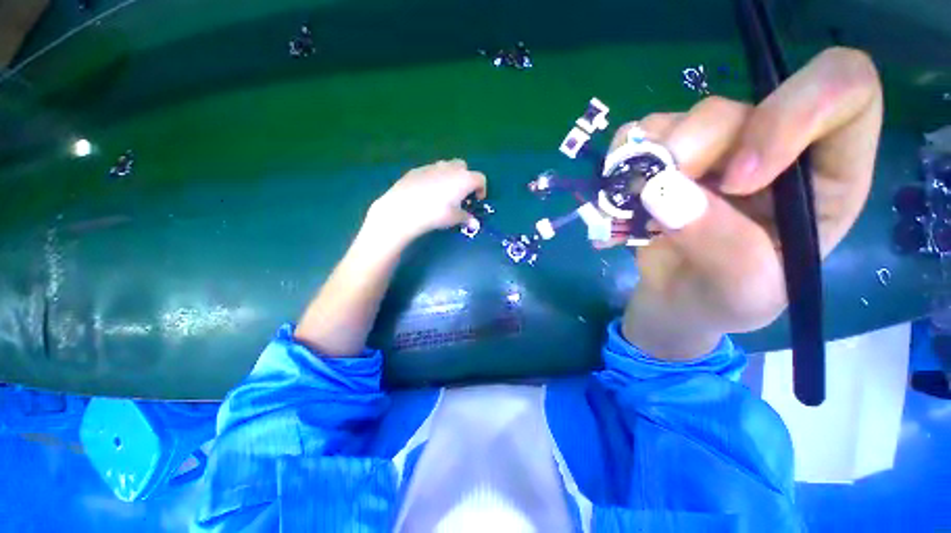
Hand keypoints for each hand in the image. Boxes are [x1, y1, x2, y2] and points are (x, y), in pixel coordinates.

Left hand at [368, 159, 486, 243]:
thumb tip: (474, 223)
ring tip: (443, 193)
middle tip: (460, 195)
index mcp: (464, 179)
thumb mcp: (454, 218)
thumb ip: (466, 218)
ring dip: (449, 176)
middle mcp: (450, 168)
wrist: (403, 209)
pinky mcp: (417, 169)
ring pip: (446, 166)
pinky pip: (431, 171)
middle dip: (465, 178)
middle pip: (463, 167)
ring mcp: (432, 166)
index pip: (480, 178)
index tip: (476, 200)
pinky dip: (434, 178)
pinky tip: (426, 193)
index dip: (481, 189)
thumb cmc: (435, 214)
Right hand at [613, 47, 881, 338]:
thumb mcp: (743, 289)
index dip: (796, 114)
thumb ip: (720, 243)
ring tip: (634, 210)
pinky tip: (620, 201)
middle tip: (656, 193)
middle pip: (740, 106)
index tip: (737, 180)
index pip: (846, 90)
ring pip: (682, 118)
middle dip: (693, 148)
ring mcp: (710, 149)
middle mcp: (770, 148)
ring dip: (649, 162)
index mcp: (824, 176)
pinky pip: (637, 135)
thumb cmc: (725, 300)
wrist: (677, 299)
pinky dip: (620, 166)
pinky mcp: (664, 155)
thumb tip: (661, 190)